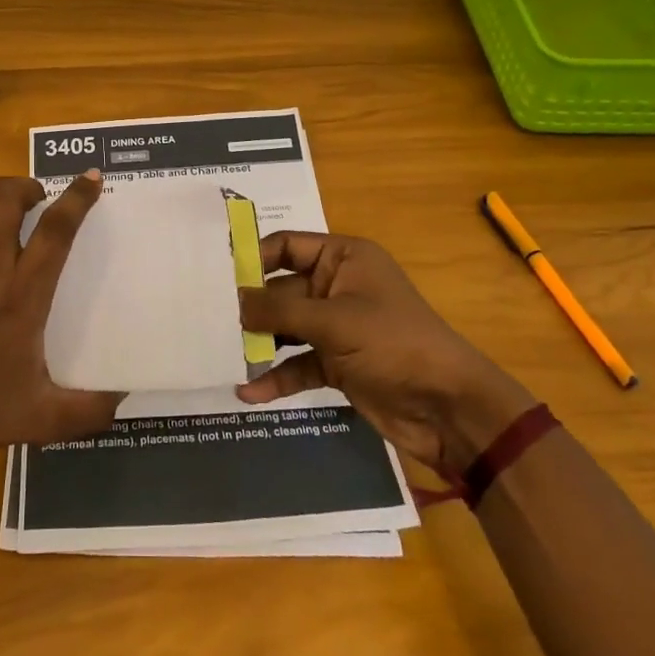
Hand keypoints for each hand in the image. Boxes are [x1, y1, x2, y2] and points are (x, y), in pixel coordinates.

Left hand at [0, 142, 123, 466]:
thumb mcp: (40, 419)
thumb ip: (89, 410)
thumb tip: (128, 397)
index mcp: (22, 294)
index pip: (56, 229)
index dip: (77, 198)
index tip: (91, 178)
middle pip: (10, 197)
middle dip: (30, 188)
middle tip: (38, 201)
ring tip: (6, 196)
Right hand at [236, 232, 534, 476]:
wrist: (449, 409)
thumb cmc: (394, 344)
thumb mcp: (335, 321)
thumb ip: (279, 309)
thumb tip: (232, 301)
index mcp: (344, 258)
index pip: (286, 246)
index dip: (252, 257)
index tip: (214, 275)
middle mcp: (337, 286)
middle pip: (280, 289)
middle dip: (248, 305)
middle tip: (205, 317)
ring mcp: (336, 327)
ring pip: (285, 328)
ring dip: (257, 342)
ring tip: (218, 352)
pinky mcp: (336, 364)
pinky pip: (297, 364)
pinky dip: (276, 376)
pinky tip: (247, 392)